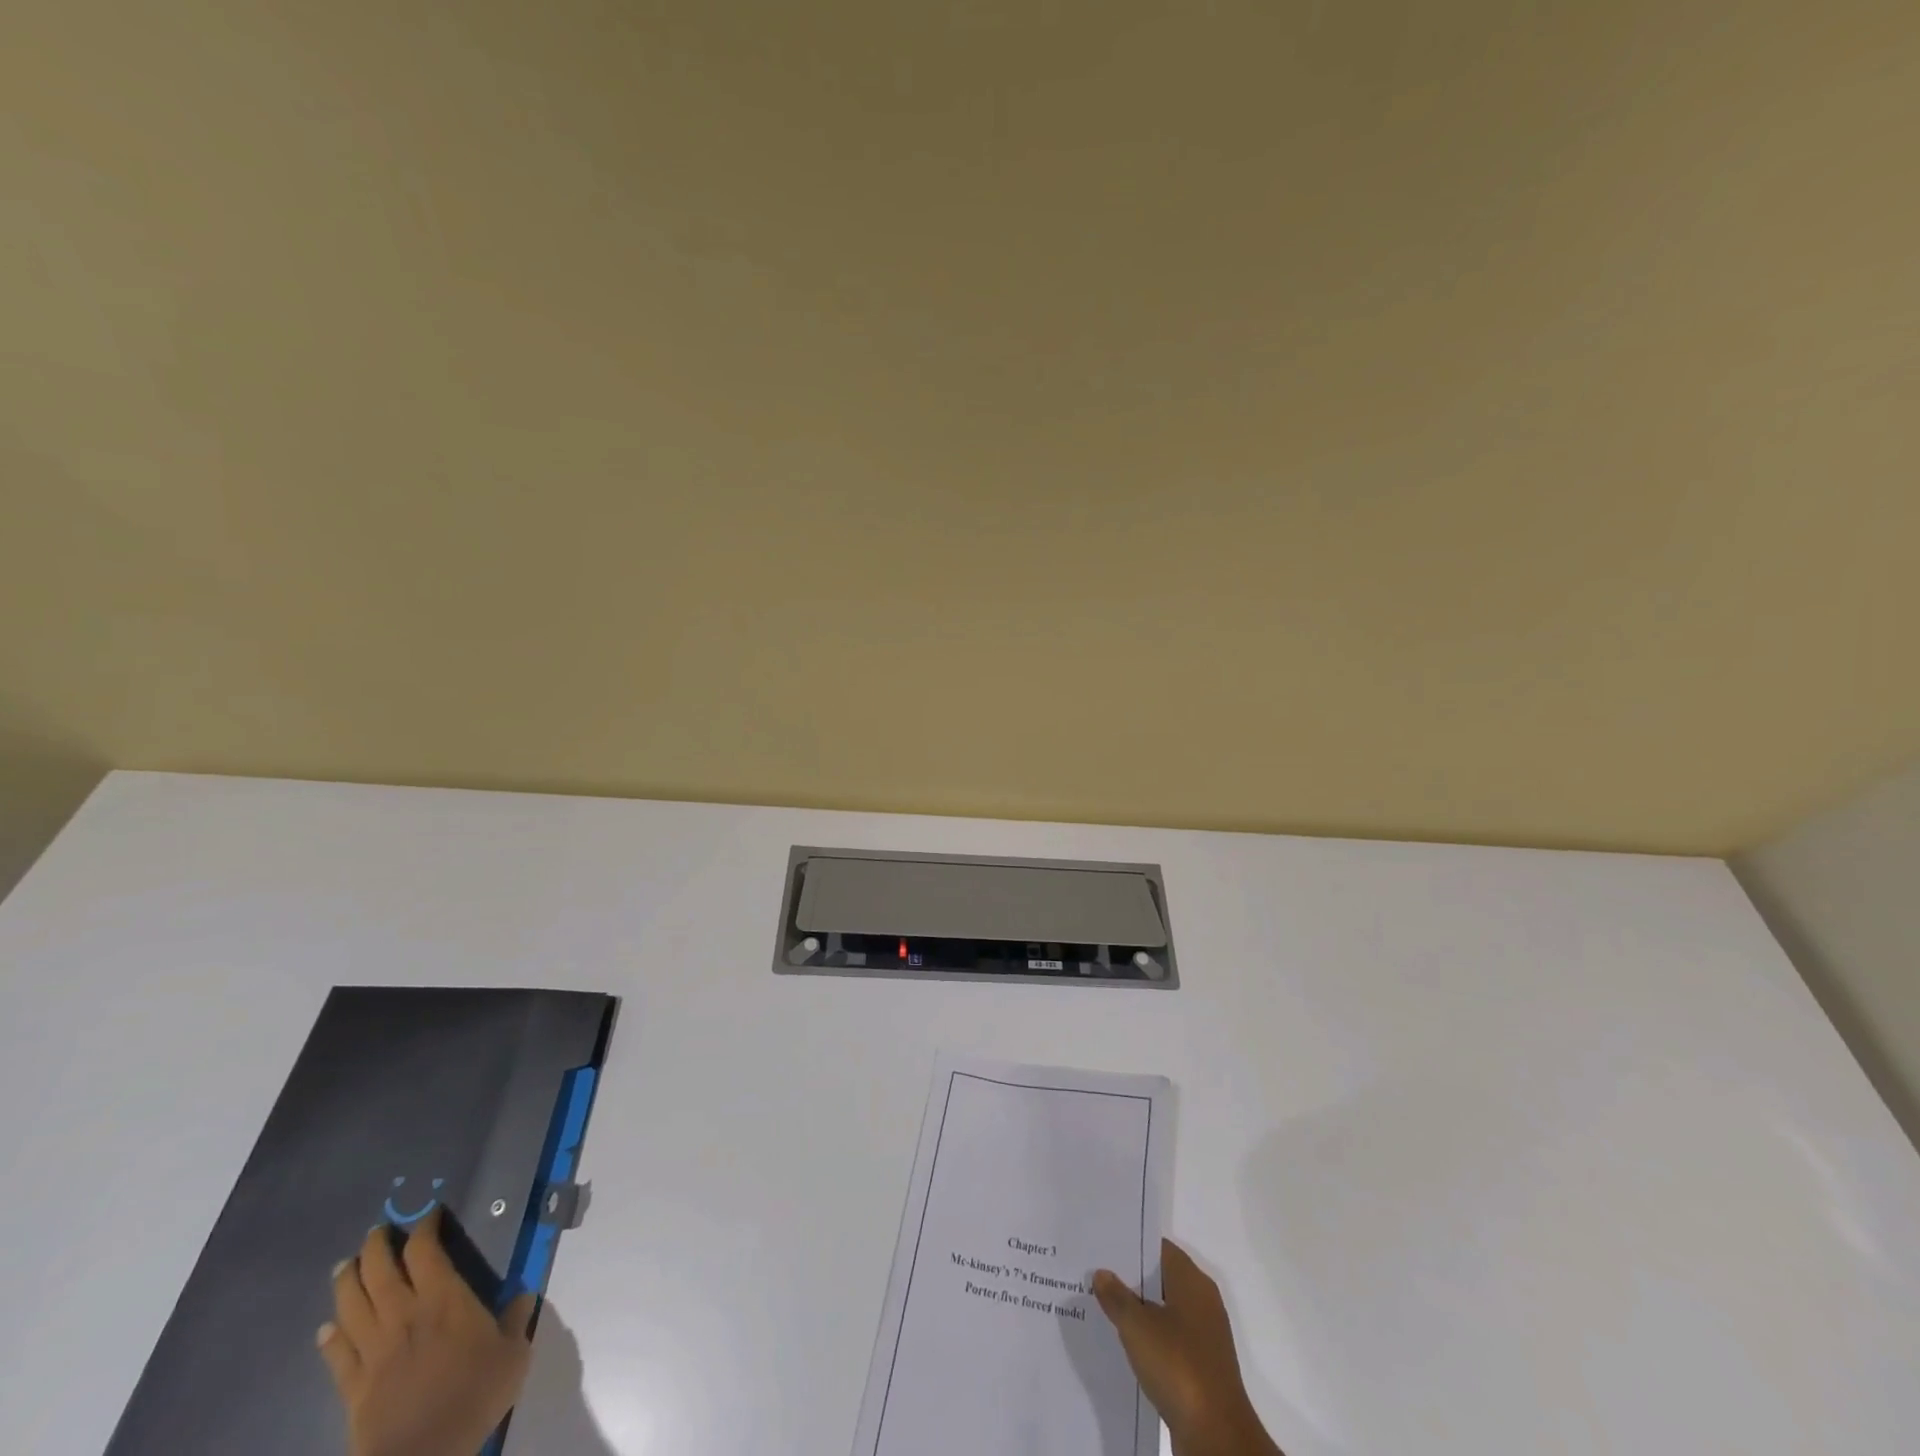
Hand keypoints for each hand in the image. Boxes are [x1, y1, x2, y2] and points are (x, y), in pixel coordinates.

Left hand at [317, 1210, 537, 1455]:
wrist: (423, 1454)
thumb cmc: (475, 1394)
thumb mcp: (513, 1354)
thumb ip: (515, 1320)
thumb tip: (523, 1296)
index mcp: (444, 1299)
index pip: (426, 1251)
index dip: (425, 1229)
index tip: (429, 1215)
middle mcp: (404, 1315)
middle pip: (379, 1272)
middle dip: (376, 1247)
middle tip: (377, 1231)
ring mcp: (374, 1351)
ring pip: (351, 1307)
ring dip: (346, 1283)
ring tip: (344, 1266)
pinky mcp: (353, 1386)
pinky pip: (337, 1355)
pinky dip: (330, 1337)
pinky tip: (326, 1328)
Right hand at [1093, 1240, 1281, 1455]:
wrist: (1216, 1437)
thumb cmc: (1178, 1367)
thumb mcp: (1137, 1327)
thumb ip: (1117, 1297)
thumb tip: (1102, 1273)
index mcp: (1193, 1282)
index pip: (1159, 1248)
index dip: (1132, 1244)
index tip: (1104, 1245)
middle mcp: (1203, 1302)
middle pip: (1161, 1278)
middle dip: (1131, 1277)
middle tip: (1096, 1273)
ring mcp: (1204, 1336)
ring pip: (1164, 1310)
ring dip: (1139, 1310)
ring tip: (1103, 1306)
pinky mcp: (1202, 1367)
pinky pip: (1170, 1339)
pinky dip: (1149, 1337)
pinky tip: (1125, 1343)